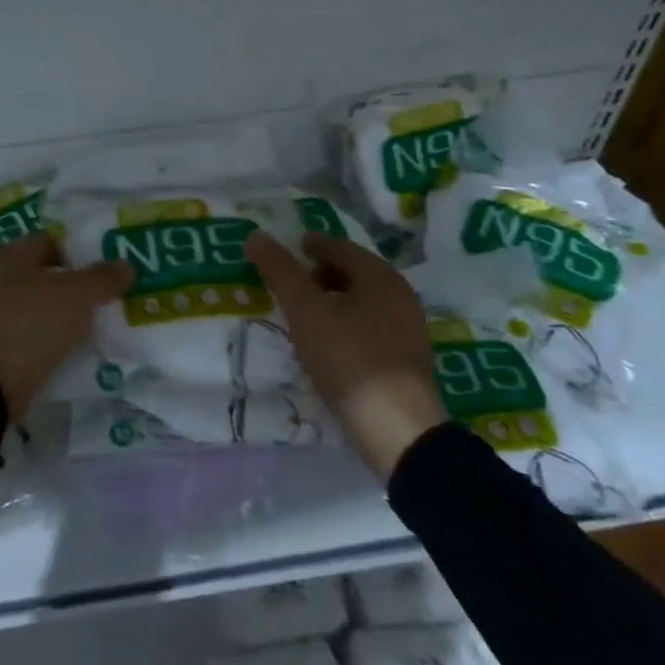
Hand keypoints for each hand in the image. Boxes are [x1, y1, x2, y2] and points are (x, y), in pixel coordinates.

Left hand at [0, 232, 133, 420]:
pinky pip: (34, 332)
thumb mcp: (74, 296)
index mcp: (10, 255)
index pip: (52, 240)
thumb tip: (126, 264)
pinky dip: (55, 336)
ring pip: (42, 304)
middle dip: (79, 283)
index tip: (110, 265)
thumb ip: (102, 278)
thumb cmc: (28, 324)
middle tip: (112, 294)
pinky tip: (79, 346)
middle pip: (48, 273)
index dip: (82, 249)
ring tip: (103, 321)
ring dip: (68, 312)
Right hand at [245, 230, 447, 477]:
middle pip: (351, 272)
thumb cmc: (349, 357)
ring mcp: (408, 328)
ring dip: (330, 303)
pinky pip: (369, 327)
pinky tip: (326, 345)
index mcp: (380, 275)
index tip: (280, 254)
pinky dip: (344, 325)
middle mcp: (400, 295)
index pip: (337, 246)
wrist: (397, 429)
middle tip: (287, 288)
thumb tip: (256, 235)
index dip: (306, 246)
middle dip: (317, 275)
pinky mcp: (406, 359)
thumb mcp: (305, 310)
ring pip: (360, 302)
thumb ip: (279, 270)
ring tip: (301, 318)